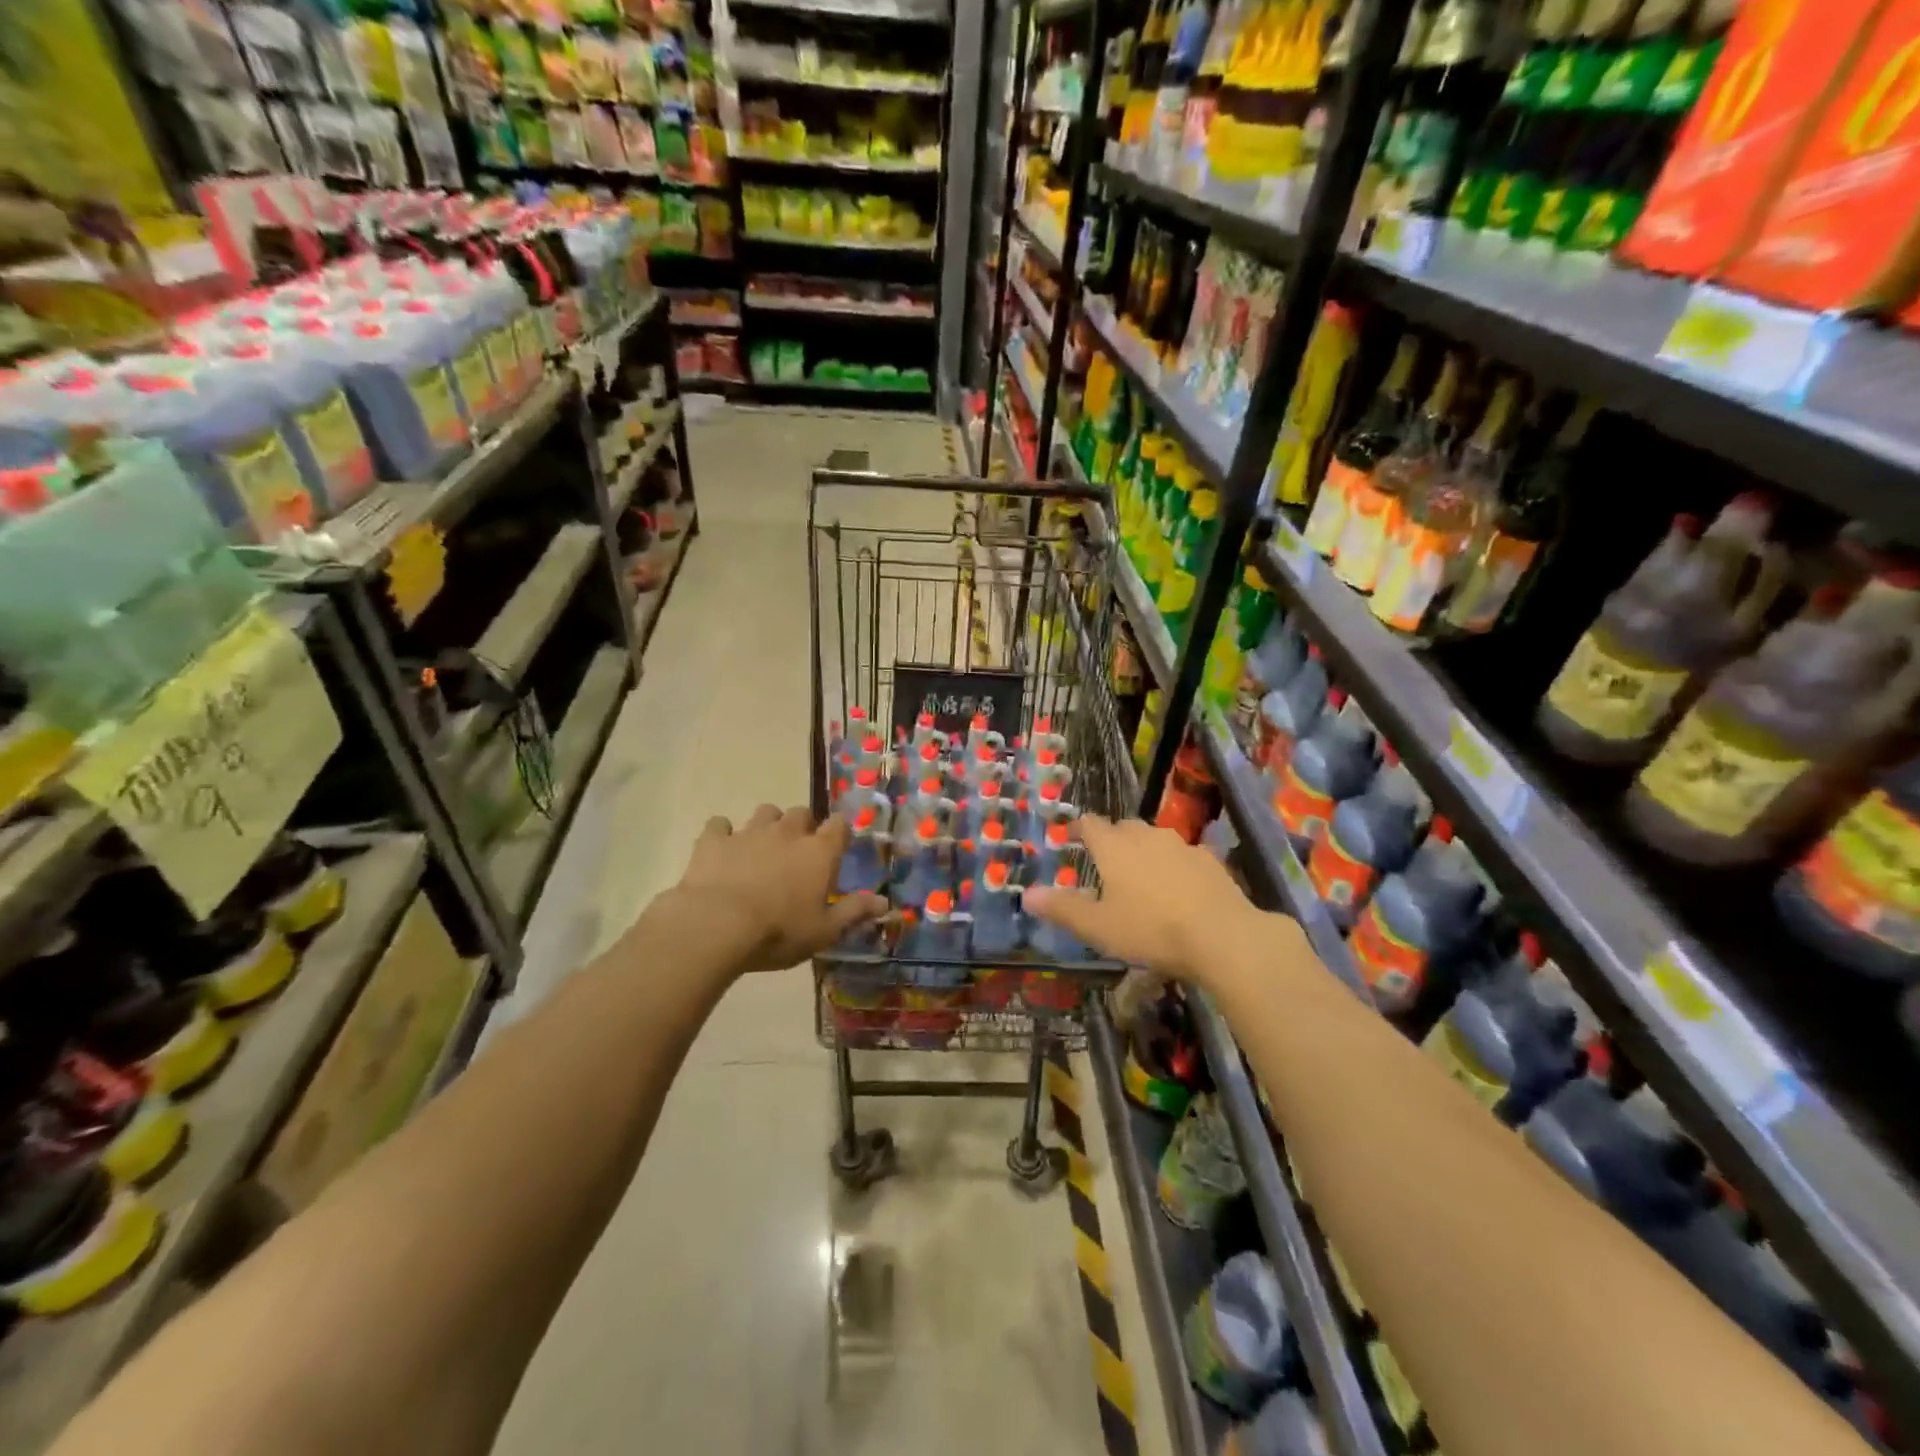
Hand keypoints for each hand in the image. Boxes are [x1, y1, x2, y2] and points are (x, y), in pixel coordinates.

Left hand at [662, 805, 884, 976]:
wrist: (716, 926)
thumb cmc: (779, 932)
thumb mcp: (825, 930)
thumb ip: (855, 911)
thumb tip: (886, 903)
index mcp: (819, 851)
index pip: (839, 825)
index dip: (839, 832)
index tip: (837, 846)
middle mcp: (787, 832)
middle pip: (801, 813)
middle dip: (802, 826)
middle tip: (798, 852)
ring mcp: (749, 832)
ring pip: (764, 812)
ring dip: (767, 825)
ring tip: (763, 847)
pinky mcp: (714, 840)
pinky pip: (720, 825)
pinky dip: (723, 834)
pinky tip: (722, 851)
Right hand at [1023, 814, 1290, 987]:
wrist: (1223, 936)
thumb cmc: (1150, 930)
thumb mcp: (1098, 927)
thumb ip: (1062, 909)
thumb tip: (1027, 895)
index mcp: (1114, 847)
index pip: (1091, 824)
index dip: (1079, 828)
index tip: (1071, 838)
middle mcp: (1147, 836)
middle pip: (1124, 828)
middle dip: (1112, 840)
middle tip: (1105, 863)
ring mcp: (1182, 845)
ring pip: (1155, 839)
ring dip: (1144, 852)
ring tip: (1141, 877)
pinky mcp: (1210, 861)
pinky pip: (1184, 856)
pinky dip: (1174, 866)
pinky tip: (1178, 890)